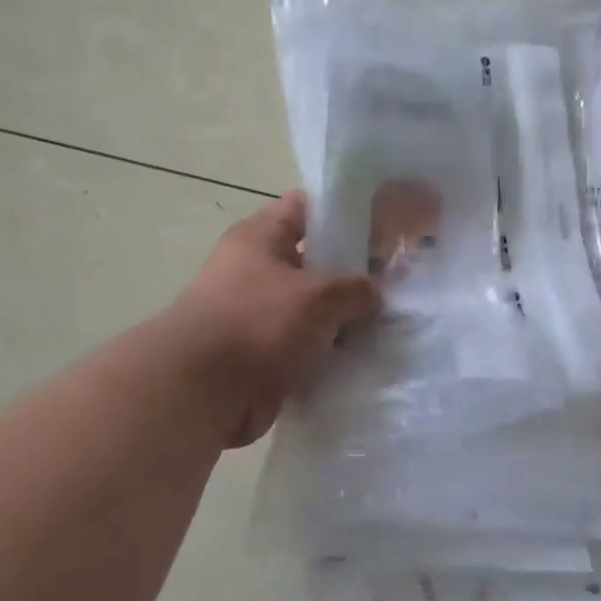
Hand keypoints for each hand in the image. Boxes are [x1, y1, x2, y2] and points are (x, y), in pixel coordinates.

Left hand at [168, 192, 378, 447]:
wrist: (203, 393)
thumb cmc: (257, 323)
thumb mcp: (317, 296)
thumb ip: (354, 289)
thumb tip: (373, 293)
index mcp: (260, 238)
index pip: (306, 207)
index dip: (344, 210)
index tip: (384, 222)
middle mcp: (257, 270)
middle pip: (314, 259)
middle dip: (354, 269)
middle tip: (397, 276)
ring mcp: (260, 313)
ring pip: (314, 306)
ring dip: (346, 315)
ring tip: (392, 316)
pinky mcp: (265, 353)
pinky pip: (308, 343)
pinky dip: (332, 349)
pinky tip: (368, 351)